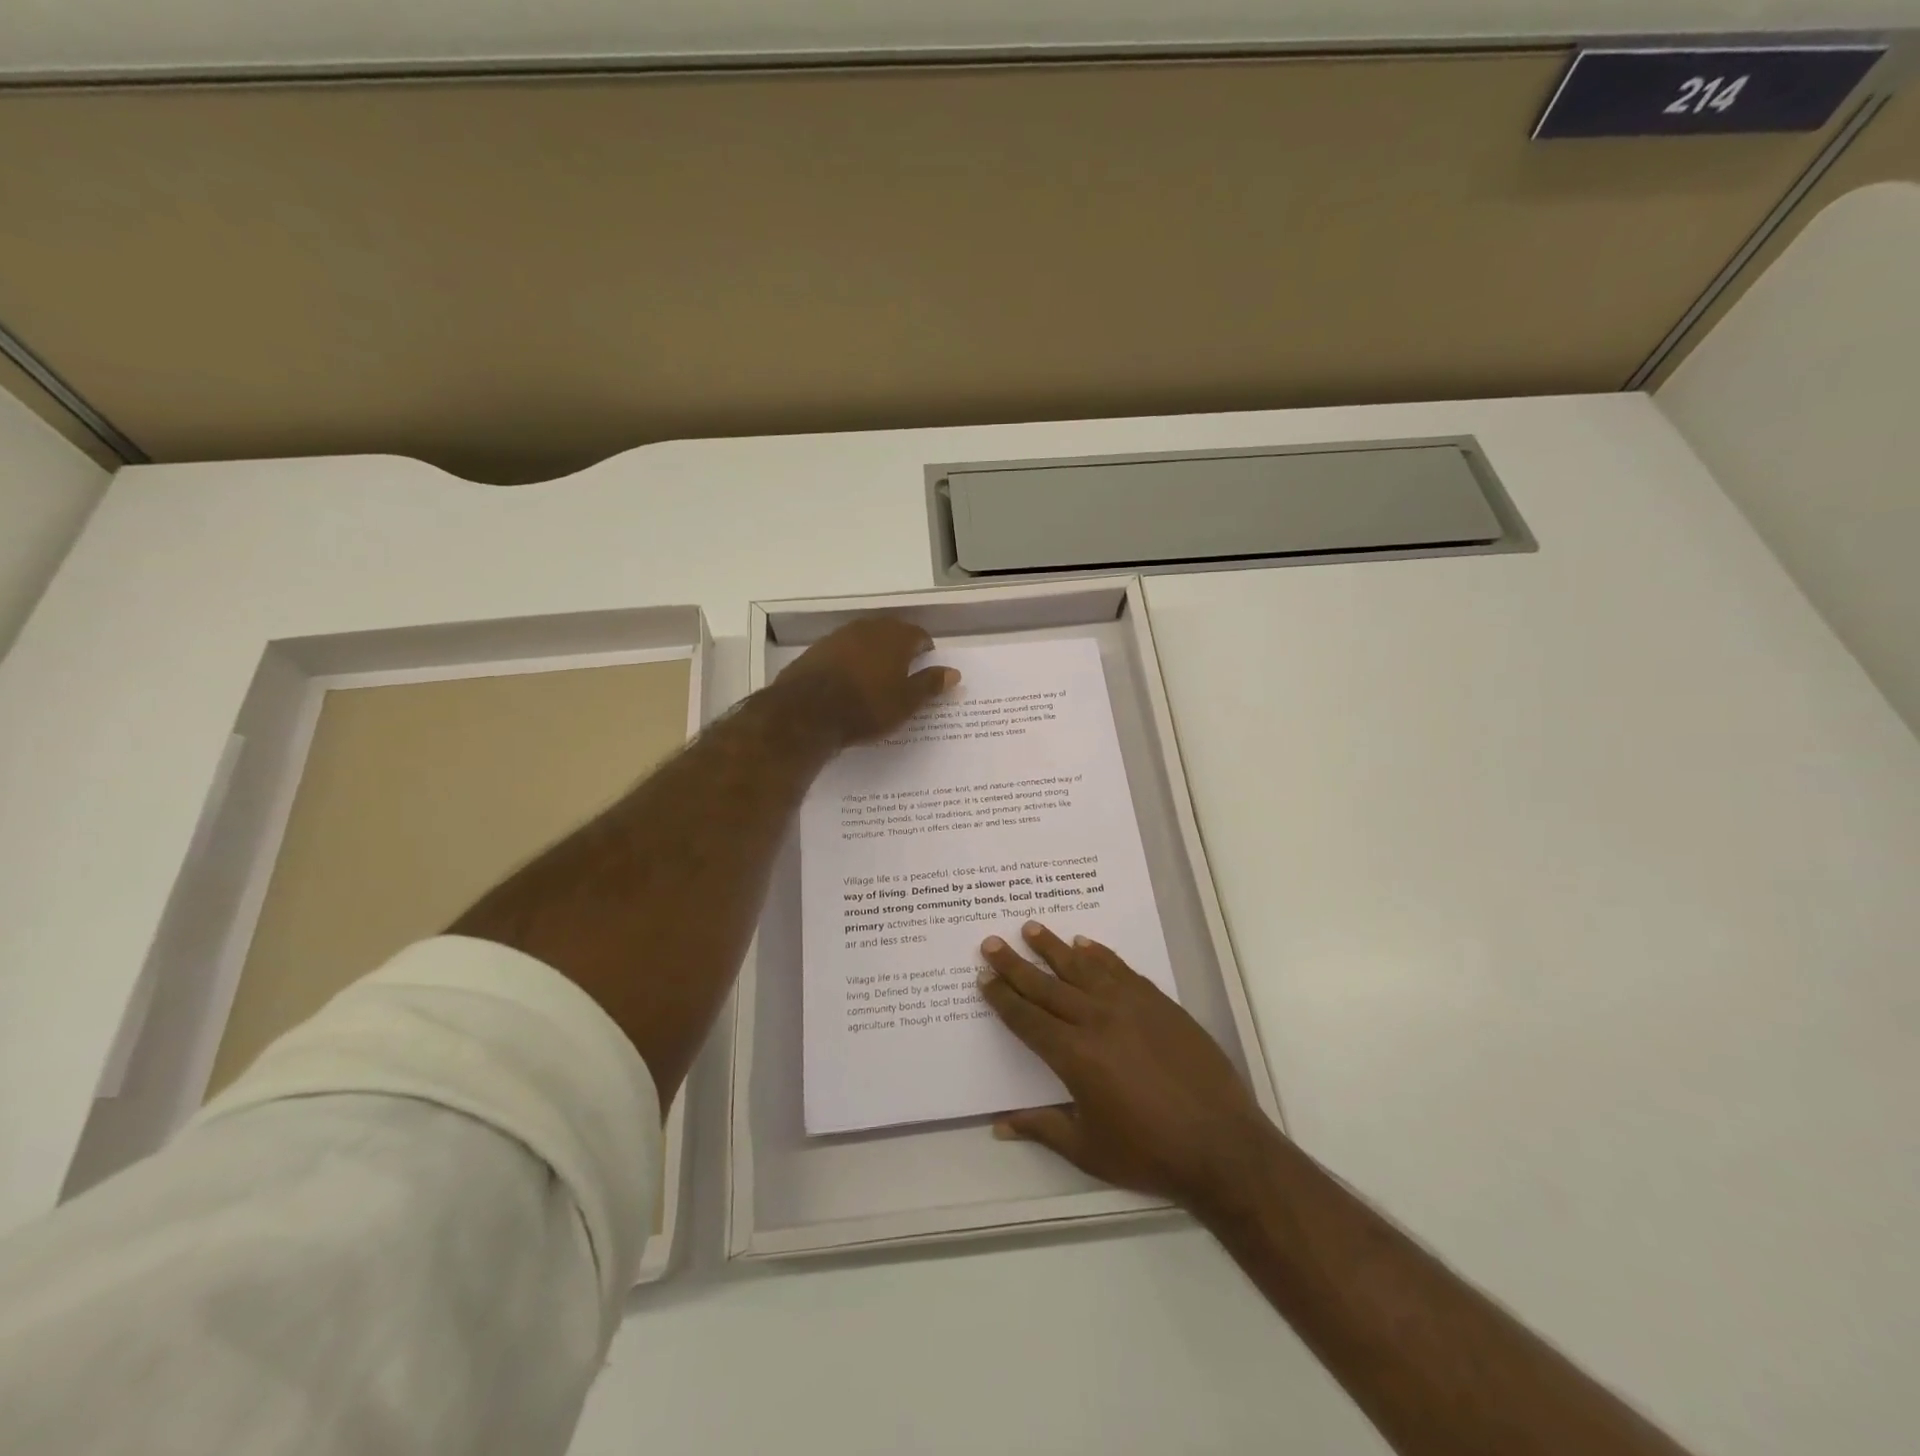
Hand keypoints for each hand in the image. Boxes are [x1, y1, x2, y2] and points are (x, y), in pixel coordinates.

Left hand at [776, 617, 958, 745]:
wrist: (807, 711)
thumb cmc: (867, 706)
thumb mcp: (906, 702)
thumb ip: (930, 684)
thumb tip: (954, 672)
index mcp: (896, 637)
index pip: (918, 635)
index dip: (925, 650)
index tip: (926, 666)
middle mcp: (868, 628)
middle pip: (890, 632)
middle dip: (899, 648)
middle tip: (903, 671)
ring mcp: (839, 636)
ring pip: (864, 639)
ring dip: (873, 653)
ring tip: (876, 677)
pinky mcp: (816, 650)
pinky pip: (842, 651)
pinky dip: (850, 661)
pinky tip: (848, 681)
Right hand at [980, 921, 1278, 1210]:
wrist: (1221, 1144)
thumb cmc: (1149, 1153)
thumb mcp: (1088, 1150)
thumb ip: (1043, 1128)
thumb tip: (999, 1125)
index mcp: (1074, 1056)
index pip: (1027, 1019)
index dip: (1002, 998)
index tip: (984, 977)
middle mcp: (1096, 1020)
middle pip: (1046, 986)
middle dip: (1015, 964)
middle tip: (991, 942)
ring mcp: (1130, 1006)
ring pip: (1082, 967)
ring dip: (1053, 947)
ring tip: (1031, 928)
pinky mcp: (1158, 1002)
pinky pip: (1120, 969)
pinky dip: (1099, 954)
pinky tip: (1085, 943)